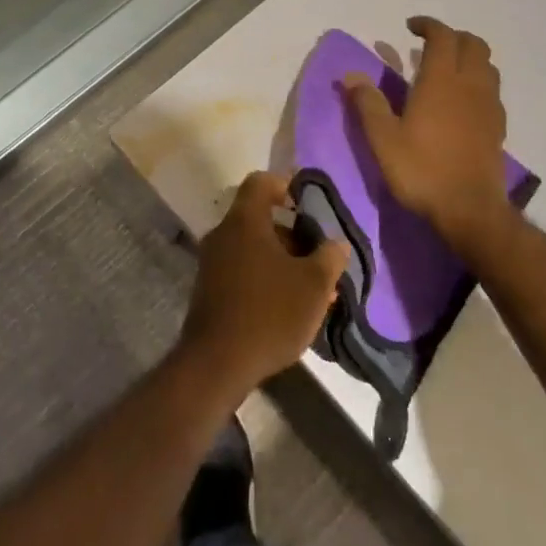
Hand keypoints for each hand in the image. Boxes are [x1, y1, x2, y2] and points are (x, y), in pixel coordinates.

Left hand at [180, 172, 347, 394]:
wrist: (216, 363)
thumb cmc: (270, 313)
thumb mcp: (313, 285)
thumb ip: (329, 257)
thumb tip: (335, 243)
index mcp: (245, 221)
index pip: (261, 182)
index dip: (286, 184)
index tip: (308, 203)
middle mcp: (223, 234)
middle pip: (260, 219)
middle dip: (294, 234)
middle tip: (320, 257)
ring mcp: (212, 263)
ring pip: (254, 248)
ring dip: (284, 261)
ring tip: (314, 289)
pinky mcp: (210, 290)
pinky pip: (243, 270)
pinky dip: (267, 278)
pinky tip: (290, 307)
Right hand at [341, 16, 514, 253]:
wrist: (469, 209)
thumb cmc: (422, 170)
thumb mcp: (383, 139)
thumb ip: (368, 104)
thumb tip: (351, 76)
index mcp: (441, 81)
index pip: (442, 37)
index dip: (428, 26)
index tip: (410, 27)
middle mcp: (470, 85)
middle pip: (473, 44)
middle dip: (452, 36)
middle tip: (429, 44)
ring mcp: (489, 105)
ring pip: (487, 65)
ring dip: (468, 57)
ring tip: (446, 69)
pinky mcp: (498, 126)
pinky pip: (492, 89)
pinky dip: (477, 81)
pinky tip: (462, 101)